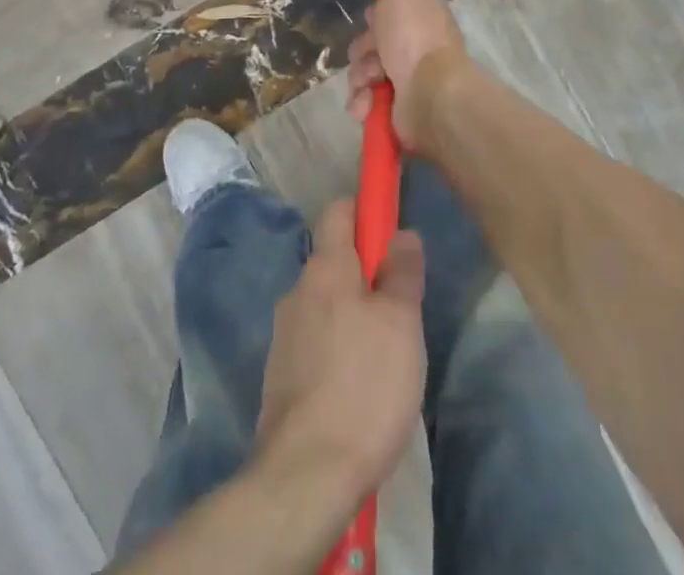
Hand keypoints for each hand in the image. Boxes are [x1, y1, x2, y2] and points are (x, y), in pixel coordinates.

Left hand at [257, 201, 426, 500]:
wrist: (307, 474)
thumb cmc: (364, 385)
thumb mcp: (401, 323)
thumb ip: (403, 272)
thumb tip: (402, 232)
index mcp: (325, 267)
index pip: (338, 211)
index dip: (364, 210)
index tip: (390, 226)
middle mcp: (297, 290)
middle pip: (333, 261)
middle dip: (365, 273)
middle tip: (400, 307)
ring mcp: (284, 335)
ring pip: (325, 305)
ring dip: (351, 315)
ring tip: (384, 355)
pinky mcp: (280, 376)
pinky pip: (315, 343)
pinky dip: (337, 350)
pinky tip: (358, 387)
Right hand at [347, 0, 467, 148]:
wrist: (431, 96)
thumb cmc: (414, 39)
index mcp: (423, 19)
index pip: (392, 13)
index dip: (377, 16)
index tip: (373, 19)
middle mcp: (418, 48)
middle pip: (372, 44)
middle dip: (364, 51)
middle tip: (371, 55)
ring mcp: (409, 80)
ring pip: (366, 72)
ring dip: (360, 78)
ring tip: (369, 86)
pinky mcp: (399, 109)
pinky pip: (368, 101)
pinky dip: (364, 103)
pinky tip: (367, 106)